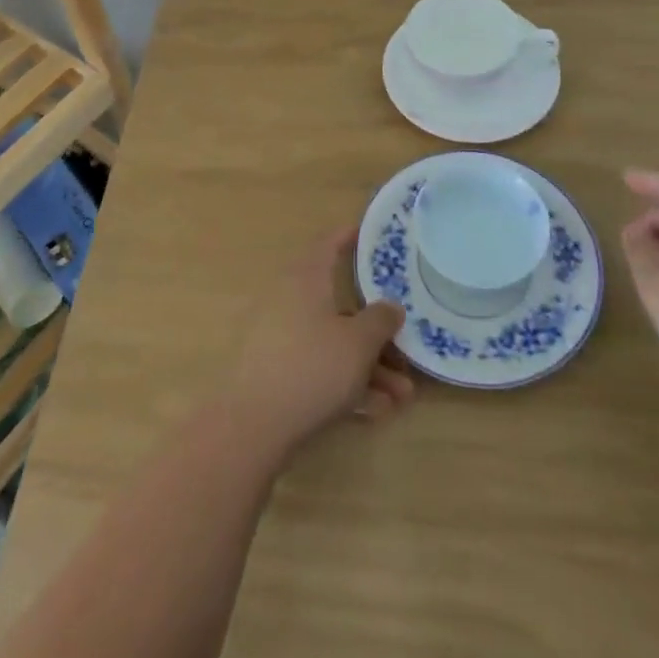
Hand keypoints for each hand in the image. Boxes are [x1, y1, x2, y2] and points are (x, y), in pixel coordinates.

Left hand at [219, 229, 415, 456]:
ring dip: (369, 366)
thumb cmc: (311, 367)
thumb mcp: (358, 343)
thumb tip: (391, 306)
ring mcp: (280, 337)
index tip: (371, 233)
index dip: (350, 236)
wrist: (251, 424)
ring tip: (403, 397)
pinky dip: (347, 383)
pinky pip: (319, 368)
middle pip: (340, 305)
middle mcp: (290, 300)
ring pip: (333, 342)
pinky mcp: (276, 372)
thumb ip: (380, 320)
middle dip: (377, 331)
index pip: (329, 244)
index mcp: (306, 278)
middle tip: (407, 346)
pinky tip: (377, 412)